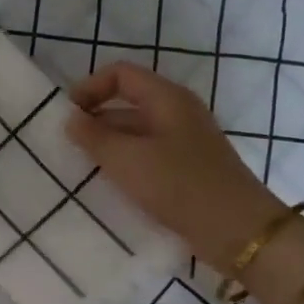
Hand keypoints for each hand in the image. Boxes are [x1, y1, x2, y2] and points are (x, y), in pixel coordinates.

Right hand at [66, 62, 281, 271]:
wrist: (236, 230)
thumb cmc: (179, 185)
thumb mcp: (127, 160)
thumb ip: (94, 137)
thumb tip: (71, 119)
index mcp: (167, 98)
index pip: (121, 74)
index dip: (90, 88)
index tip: (67, 116)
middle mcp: (178, 112)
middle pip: (128, 101)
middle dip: (96, 118)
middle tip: (68, 145)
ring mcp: (185, 140)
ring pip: (137, 131)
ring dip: (109, 144)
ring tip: (83, 167)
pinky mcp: (188, 168)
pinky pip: (149, 154)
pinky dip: (127, 163)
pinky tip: (112, 184)